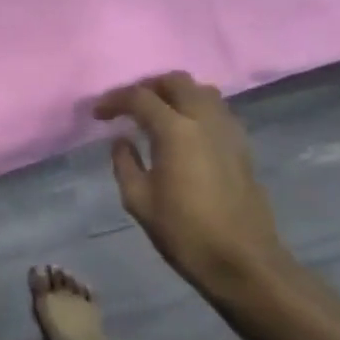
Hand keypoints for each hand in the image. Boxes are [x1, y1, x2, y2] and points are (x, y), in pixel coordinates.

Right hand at [94, 71, 287, 293]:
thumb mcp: (139, 200)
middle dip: (148, 86)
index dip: (115, 100)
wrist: (241, 259)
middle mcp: (205, 119)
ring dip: (176, 94)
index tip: (98, 113)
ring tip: (156, 114)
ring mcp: (229, 130)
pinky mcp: (242, 145)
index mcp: (176, 130)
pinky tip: (183, 132)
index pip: (140, 97)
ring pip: (202, 91)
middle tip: (128, 106)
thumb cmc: (183, 232)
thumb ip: (125, 163)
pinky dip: (196, 109)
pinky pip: (217, 110)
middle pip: (177, 81)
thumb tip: (122, 140)